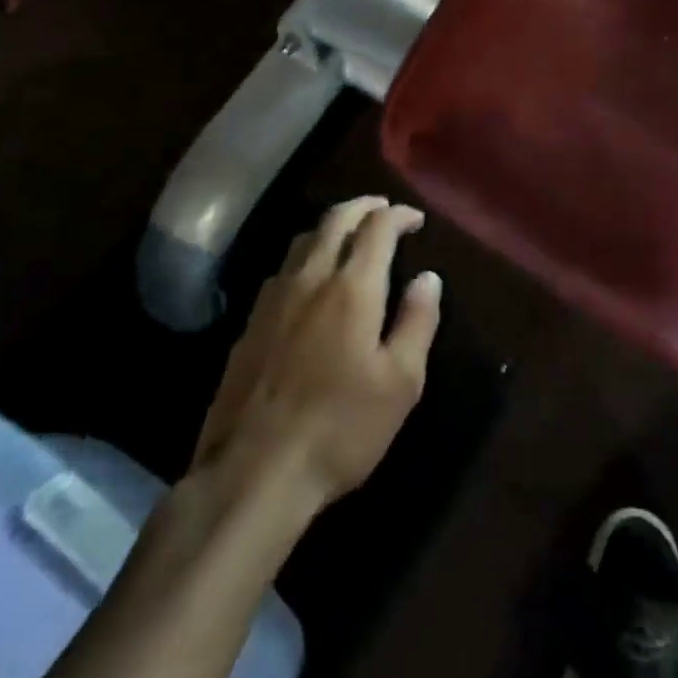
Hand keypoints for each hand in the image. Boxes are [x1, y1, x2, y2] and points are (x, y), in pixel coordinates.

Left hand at [192, 197, 441, 515]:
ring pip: (303, 239)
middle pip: (335, 220)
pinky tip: (310, 278)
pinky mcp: (249, 323)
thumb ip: (417, 322)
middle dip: (363, 206)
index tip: (415, 218)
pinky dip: (306, 255)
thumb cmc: (341, 428)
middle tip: (382, 208)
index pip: (377, 228)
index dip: (399, 215)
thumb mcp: (400, 382)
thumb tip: (428, 277)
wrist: (254, 472)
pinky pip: (282, 269)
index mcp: (352, 288)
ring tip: (349, 234)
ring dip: (331, 226)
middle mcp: (311, 278)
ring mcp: (274, 298)